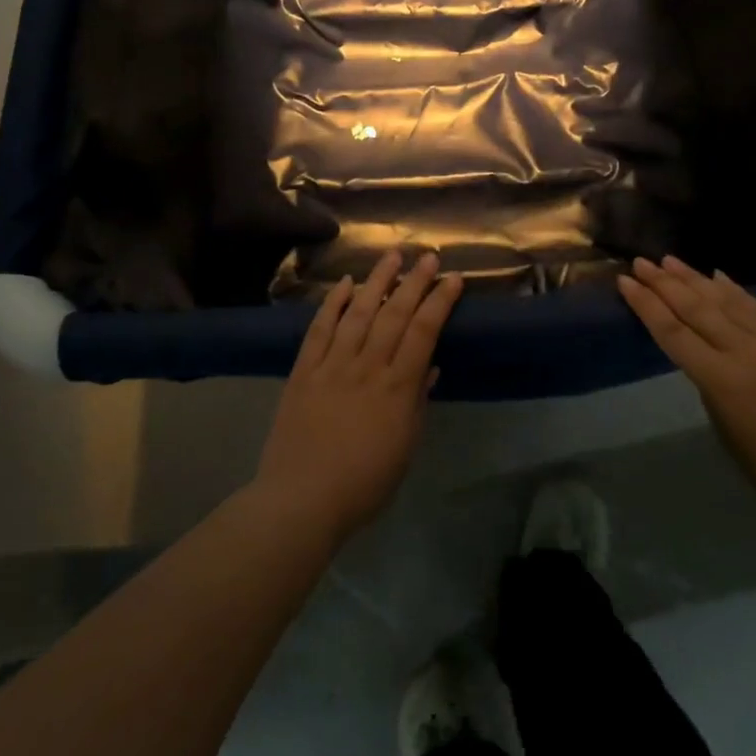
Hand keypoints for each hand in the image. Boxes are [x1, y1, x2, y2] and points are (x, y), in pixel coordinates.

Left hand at [256, 250, 463, 540]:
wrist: (302, 499)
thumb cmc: (364, 484)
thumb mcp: (405, 448)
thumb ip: (417, 403)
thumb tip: (429, 367)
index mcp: (397, 387)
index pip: (423, 332)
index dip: (440, 302)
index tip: (453, 279)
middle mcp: (367, 366)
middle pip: (394, 314)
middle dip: (414, 282)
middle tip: (427, 256)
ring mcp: (332, 365)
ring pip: (358, 313)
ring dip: (376, 281)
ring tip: (391, 256)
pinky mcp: (304, 371)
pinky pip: (320, 330)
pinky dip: (333, 304)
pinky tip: (344, 285)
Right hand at [617, 256, 755, 529]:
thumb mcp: (726, 430)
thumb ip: (710, 386)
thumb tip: (704, 356)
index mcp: (722, 381)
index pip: (673, 333)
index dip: (646, 305)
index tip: (625, 282)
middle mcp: (745, 352)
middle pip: (696, 308)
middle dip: (664, 283)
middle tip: (640, 262)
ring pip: (726, 300)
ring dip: (694, 278)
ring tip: (669, 259)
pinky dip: (734, 289)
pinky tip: (718, 274)